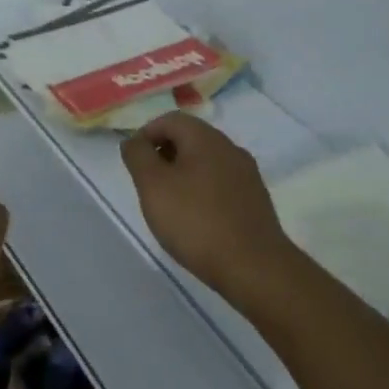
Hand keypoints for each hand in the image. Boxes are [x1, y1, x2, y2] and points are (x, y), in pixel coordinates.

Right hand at [121, 113, 290, 300]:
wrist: (254, 268)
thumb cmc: (196, 221)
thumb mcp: (152, 185)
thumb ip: (138, 156)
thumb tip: (134, 141)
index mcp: (205, 138)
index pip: (169, 120)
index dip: (146, 135)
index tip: (133, 162)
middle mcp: (230, 148)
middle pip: (189, 138)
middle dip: (164, 155)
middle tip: (147, 184)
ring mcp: (247, 174)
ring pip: (206, 162)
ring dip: (182, 174)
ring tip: (169, 204)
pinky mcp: (255, 200)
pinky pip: (221, 183)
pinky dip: (202, 191)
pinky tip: (196, 219)